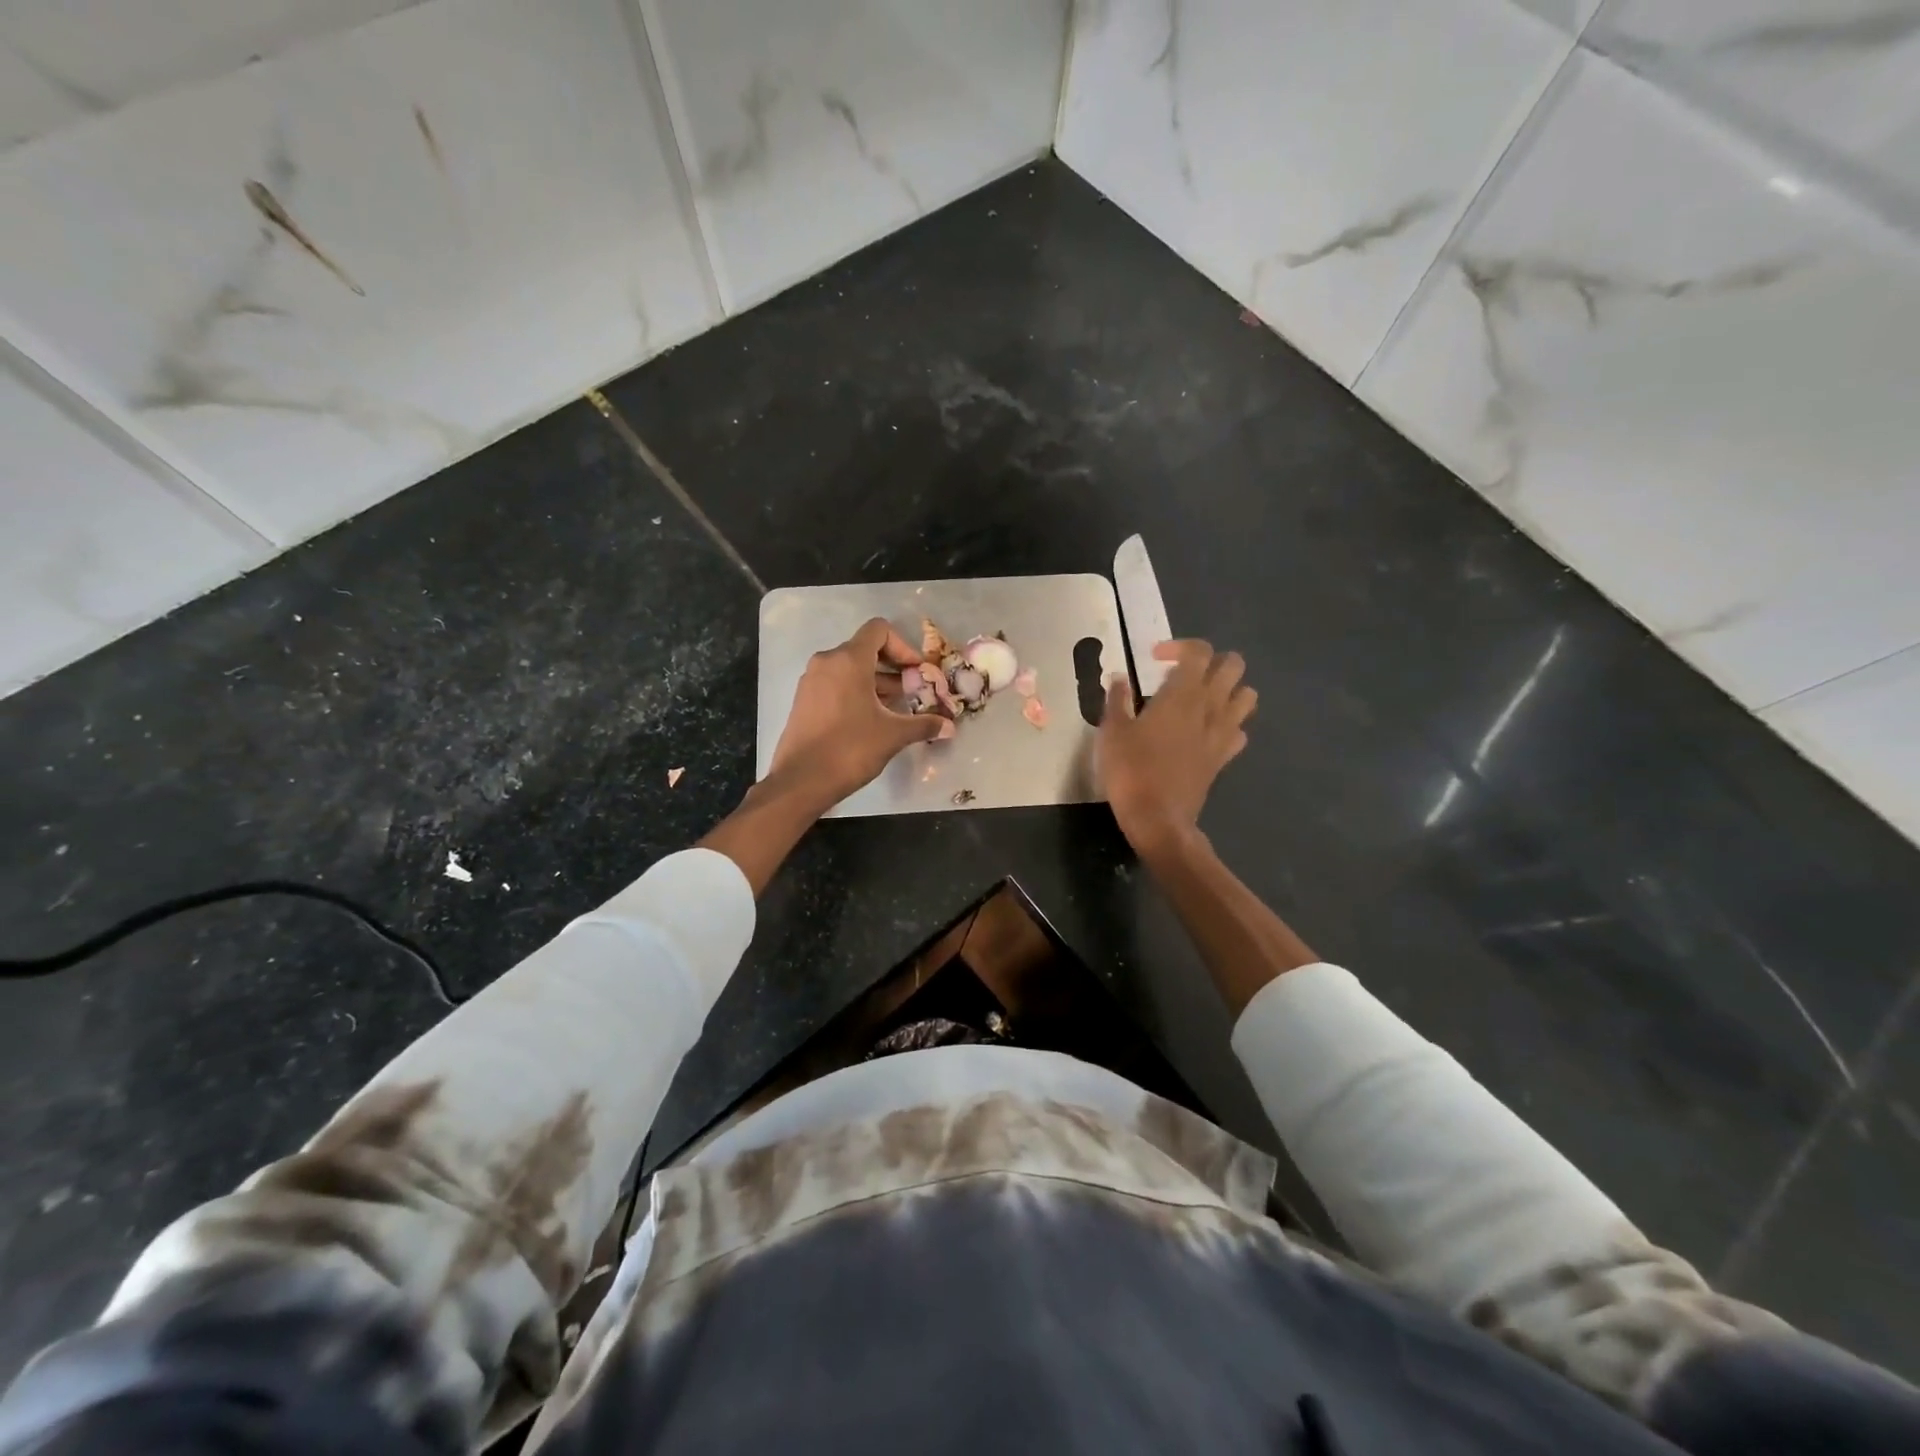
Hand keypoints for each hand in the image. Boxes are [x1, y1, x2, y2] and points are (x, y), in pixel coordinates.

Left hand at [767, 617, 949, 808]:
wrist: (801, 781)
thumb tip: (950, 727)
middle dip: (893, 667)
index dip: (903, 646)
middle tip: (912, 692)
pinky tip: (871, 719)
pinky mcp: (804, 699)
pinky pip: (836, 683)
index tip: (916, 673)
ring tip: (896, 708)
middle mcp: (827, 661)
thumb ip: (924, 725)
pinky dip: (856, 692)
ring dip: (876, 681)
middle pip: (865, 648)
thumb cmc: (850, 749)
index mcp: (849, 660)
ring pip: (850, 668)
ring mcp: (812, 680)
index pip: (879, 630)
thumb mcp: (893, 735)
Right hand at [1099, 640, 1256, 855]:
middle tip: (1184, 674)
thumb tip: (1119, 679)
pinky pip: (1240, 731)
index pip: (1199, 651)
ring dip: (1229, 689)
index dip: (1179, 646)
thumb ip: (1117, 700)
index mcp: (1182, 694)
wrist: (1158, 818)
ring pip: (1247, 696)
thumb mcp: (1112, 732)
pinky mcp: (1223, 757)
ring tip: (1202, 698)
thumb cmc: (1131, 770)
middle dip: (1212, 661)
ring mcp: (1221, 733)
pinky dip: (1228, 724)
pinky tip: (1207, 731)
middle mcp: (1210, 707)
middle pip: (1233, 665)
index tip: (1155, 659)